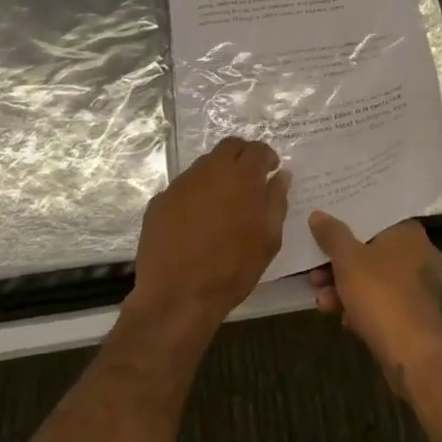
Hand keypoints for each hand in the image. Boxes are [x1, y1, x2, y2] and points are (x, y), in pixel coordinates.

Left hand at [130, 138, 288, 334]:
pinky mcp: (159, 201)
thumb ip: (276, 200)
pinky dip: (195, 195)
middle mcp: (209, 171)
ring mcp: (180, 184)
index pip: (257, 149)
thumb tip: (281, 175)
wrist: (178, 294)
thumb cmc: (233, 268)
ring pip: (204, 166)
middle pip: (228, 147)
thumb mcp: (268, 238)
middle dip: (242, 156)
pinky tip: (197, 221)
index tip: (271, 170)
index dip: (266, 157)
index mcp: (241, 176)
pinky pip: (183, 188)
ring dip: (217, 175)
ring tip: (223, 203)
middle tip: (250, 179)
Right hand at [307, 213, 441, 391]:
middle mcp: (419, 255)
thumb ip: (331, 234)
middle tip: (315, 272)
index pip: (375, 217)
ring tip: (321, 301)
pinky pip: (382, 301)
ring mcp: (418, 287)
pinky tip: (342, 319)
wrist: (412, 355)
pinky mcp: (414, 314)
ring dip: (344, 287)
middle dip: (339, 263)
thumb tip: (318, 214)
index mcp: (409, 233)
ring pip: (373, 278)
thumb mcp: (348, 260)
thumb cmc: (381, 295)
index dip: (347, 221)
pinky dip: (361, 306)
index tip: (324, 227)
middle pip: (370, 250)